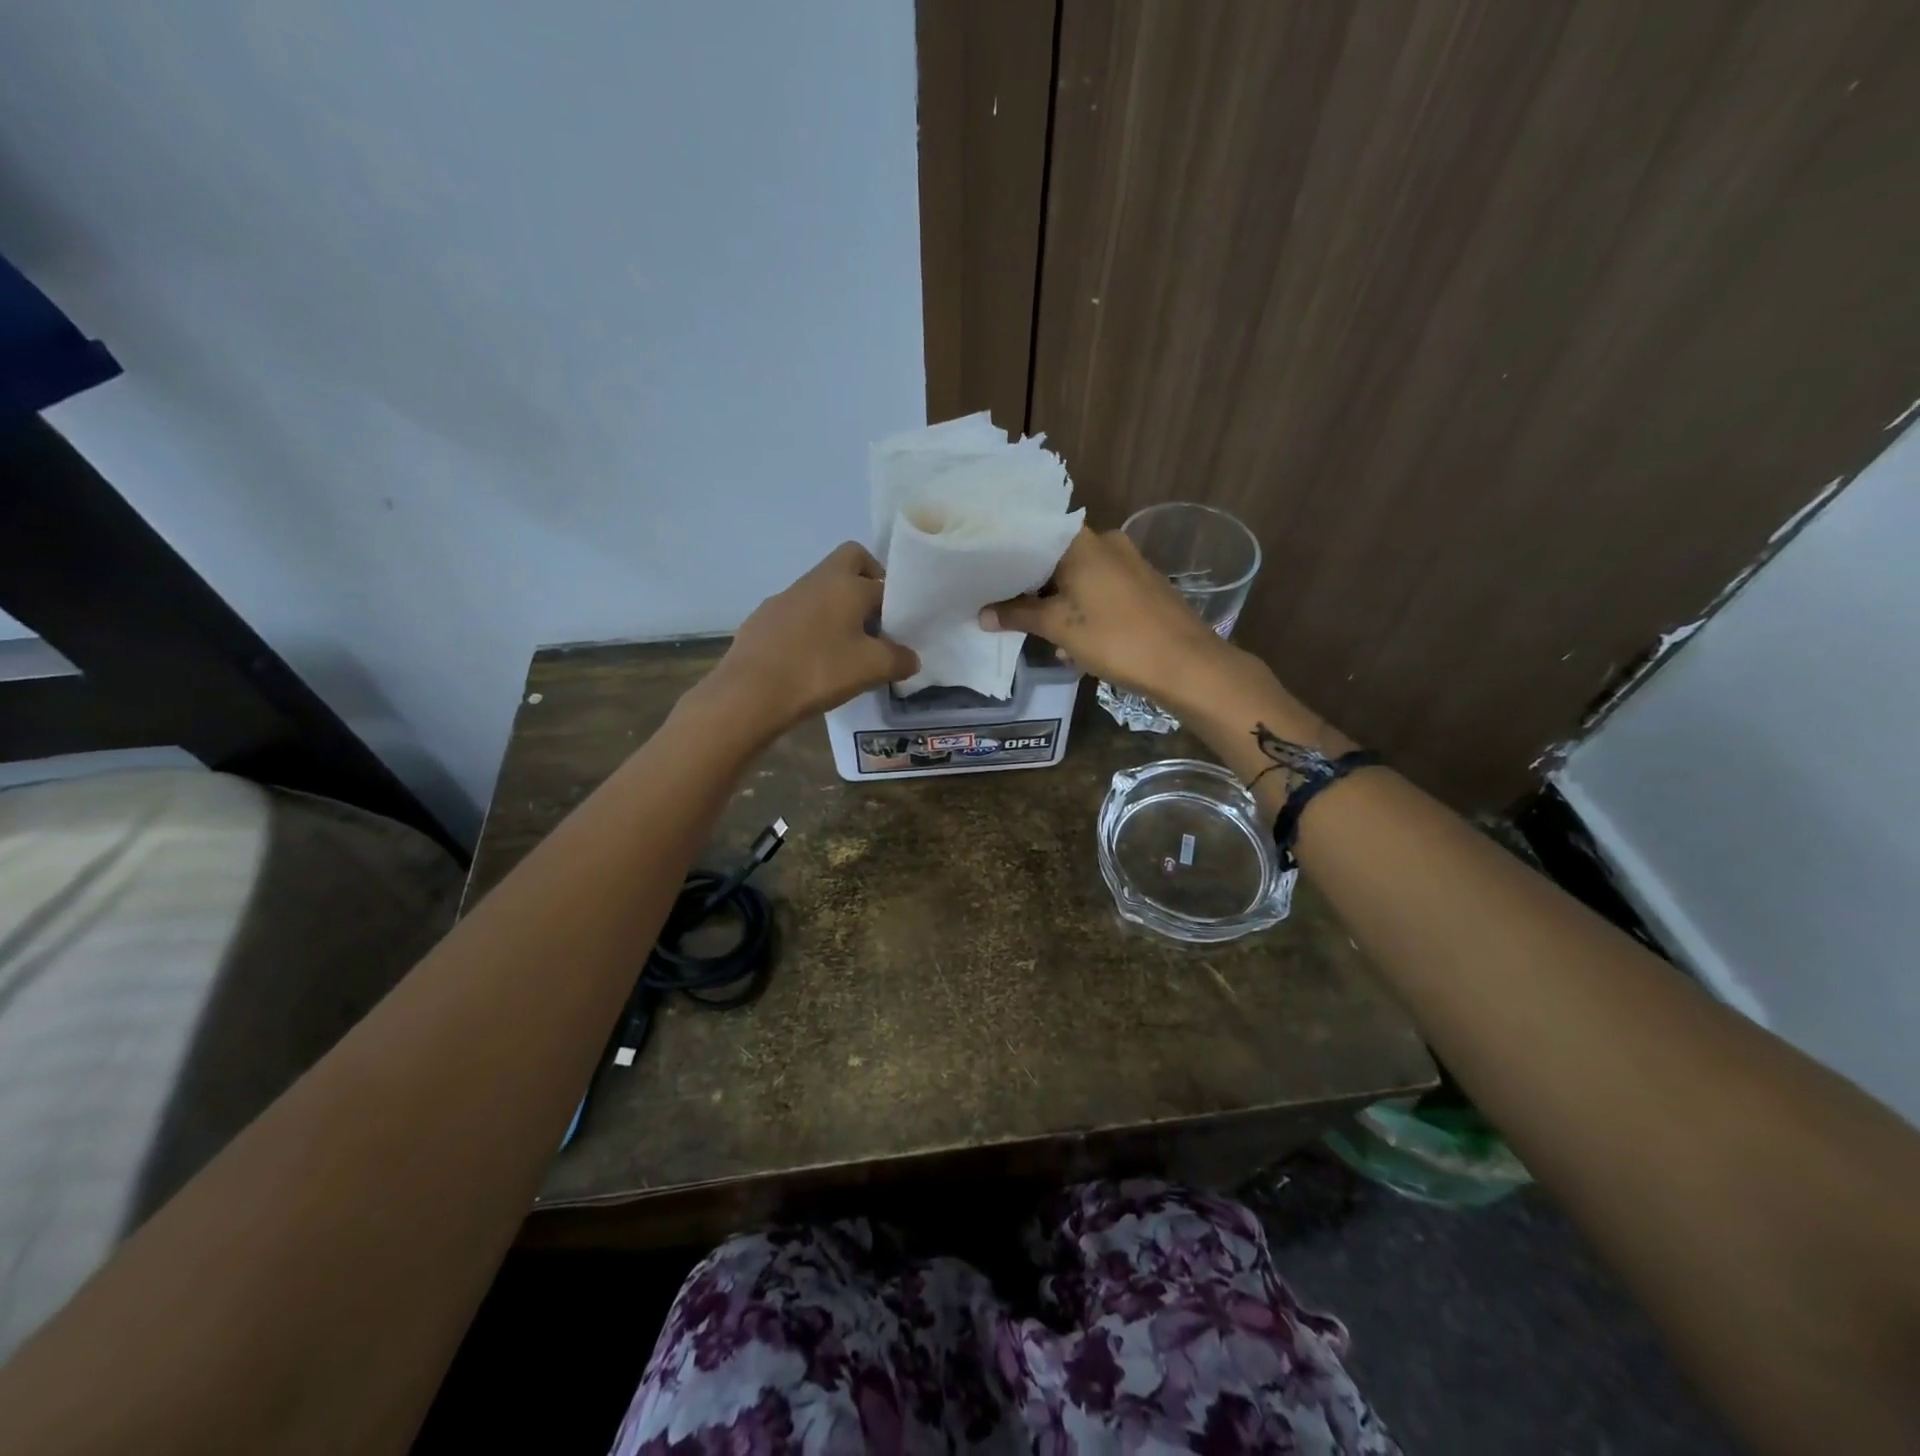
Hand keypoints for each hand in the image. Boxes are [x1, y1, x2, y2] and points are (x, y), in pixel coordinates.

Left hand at [704, 542, 918, 730]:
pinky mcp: (764, 617)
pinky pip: (799, 611)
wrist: (751, 692)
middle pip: (851, 560)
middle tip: (876, 618)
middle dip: (868, 581)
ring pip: (823, 588)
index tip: (901, 631)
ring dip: (838, 607)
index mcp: (847, 584)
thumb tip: (910, 658)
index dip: (898, 605)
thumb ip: (899, 660)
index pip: (885, 583)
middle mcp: (817, 580)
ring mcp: (786, 596)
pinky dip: (812, 625)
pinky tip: (812, 658)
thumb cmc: (819, 672)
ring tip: (845, 646)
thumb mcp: (871, 669)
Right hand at [980, 527, 1239, 709]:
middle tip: (1003, 607)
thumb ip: (1018, 615)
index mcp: (1082, 542)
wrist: (1185, 663)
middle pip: (1055, 558)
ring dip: (1057, 604)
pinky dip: (1082, 610)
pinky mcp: (1143, 587)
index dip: (1008, 555)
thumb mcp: (1058, 628)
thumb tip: (982, 614)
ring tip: (1037, 632)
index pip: (1033, 535)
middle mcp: (1106, 542)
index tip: (985, 573)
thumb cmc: (1115, 637)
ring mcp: (1129, 564)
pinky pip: (1100, 591)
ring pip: (1078, 578)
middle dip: (1031, 586)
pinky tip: (1073, 643)